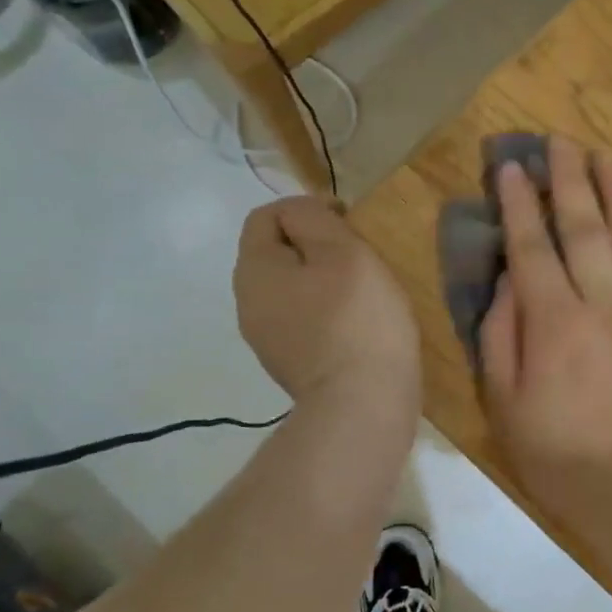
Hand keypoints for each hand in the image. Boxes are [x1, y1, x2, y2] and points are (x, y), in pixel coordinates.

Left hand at [234, 197, 420, 409]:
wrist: (362, 404)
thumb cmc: (357, 319)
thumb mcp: (342, 251)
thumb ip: (313, 219)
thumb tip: (299, 214)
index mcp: (254, 270)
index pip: (266, 215)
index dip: (307, 207)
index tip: (349, 221)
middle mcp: (248, 302)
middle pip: (276, 253)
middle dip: (315, 245)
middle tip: (359, 255)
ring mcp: (266, 338)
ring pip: (290, 287)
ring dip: (322, 279)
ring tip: (362, 289)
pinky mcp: (289, 363)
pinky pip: (302, 318)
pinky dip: (325, 310)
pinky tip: (356, 323)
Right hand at [479, 140, 611, 504]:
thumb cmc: (559, 455)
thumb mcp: (504, 403)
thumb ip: (501, 336)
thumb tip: (508, 281)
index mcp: (554, 321)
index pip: (531, 246)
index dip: (518, 203)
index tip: (511, 167)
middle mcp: (603, 303)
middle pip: (584, 228)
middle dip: (569, 180)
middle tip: (561, 142)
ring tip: (608, 157)